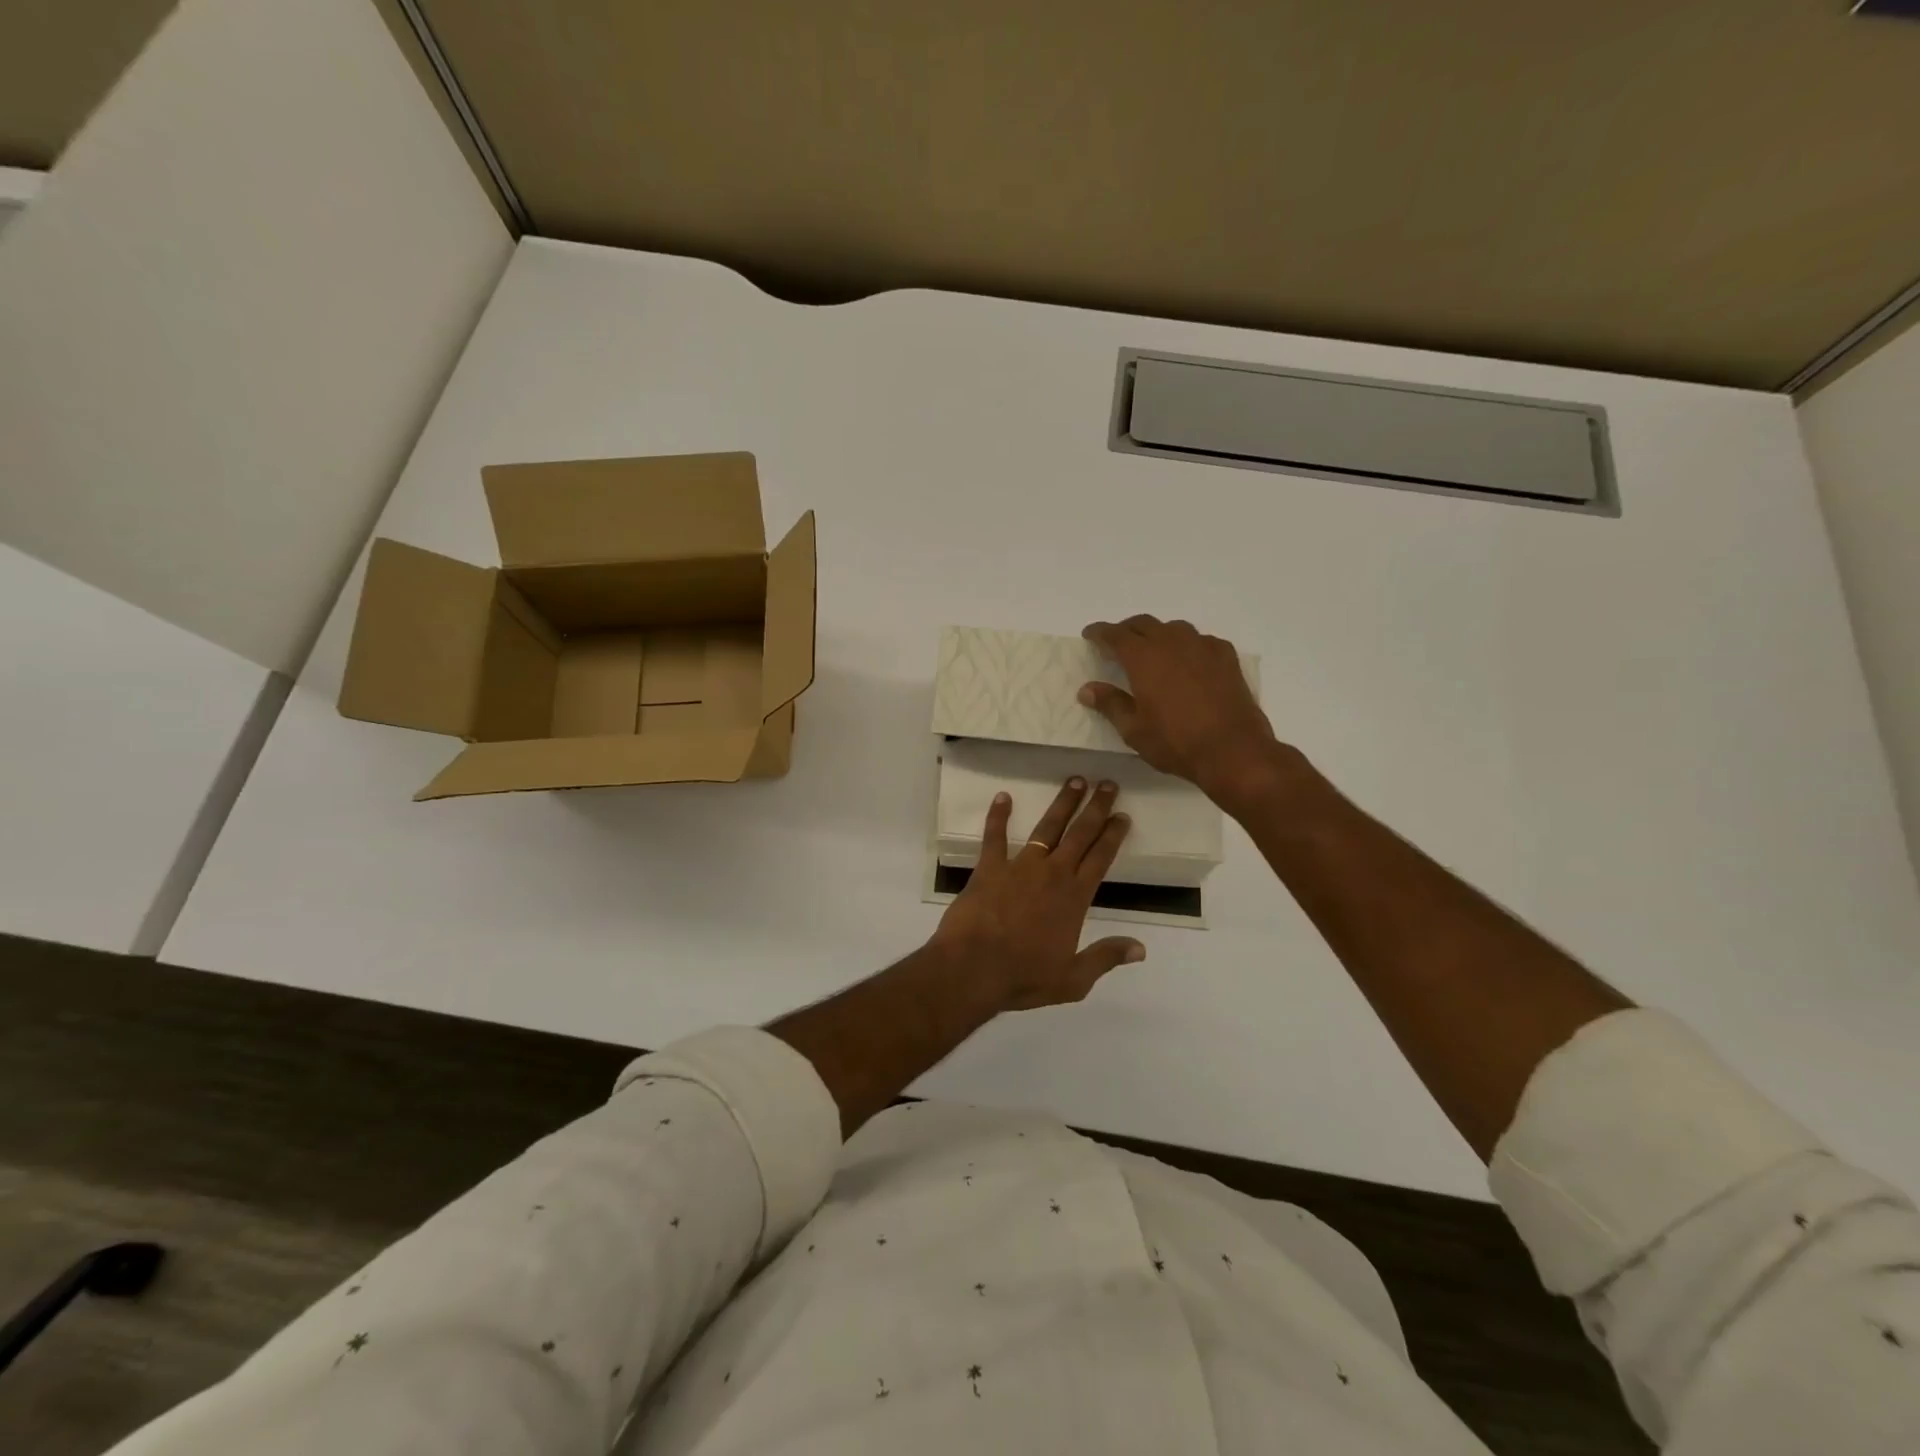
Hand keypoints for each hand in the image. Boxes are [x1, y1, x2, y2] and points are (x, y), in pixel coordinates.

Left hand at [930, 777, 1144, 1010]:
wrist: (974, 969)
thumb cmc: (1024, 976)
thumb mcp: (1073, 979)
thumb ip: (1106, 958)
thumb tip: (1141, 948)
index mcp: (1074, 898)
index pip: (1101, 858)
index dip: (1113, 835)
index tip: (1122, 815)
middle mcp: (1052, 874)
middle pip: (1080, 834)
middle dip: (1096, 808)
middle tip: (1107, 784)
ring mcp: (1019, 867)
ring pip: (1047, 827)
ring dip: (1062, 803)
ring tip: (1075, 781)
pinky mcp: (989, 868)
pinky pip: (994, 836)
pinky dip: (998, 815)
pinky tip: (1002, 797)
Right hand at [1080, 615, 1283, 808]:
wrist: (1233, 750)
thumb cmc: (1176, 742)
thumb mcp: (1134, 730)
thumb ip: (1110, 704)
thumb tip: (1087, 689)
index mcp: (1143, 657)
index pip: (1115, 635)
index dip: (1099, 632)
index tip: (1089, 635)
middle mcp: (1172, 643)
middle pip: (1144, 624)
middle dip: (1127, 630)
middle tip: (1117, 643)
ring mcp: (1203, 647)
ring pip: (1174, 628)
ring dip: (1158, 634)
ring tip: (1153, 651)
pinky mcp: (1226, 657)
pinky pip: (1201, 641)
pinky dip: (1188, 645)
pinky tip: (1189, 661)